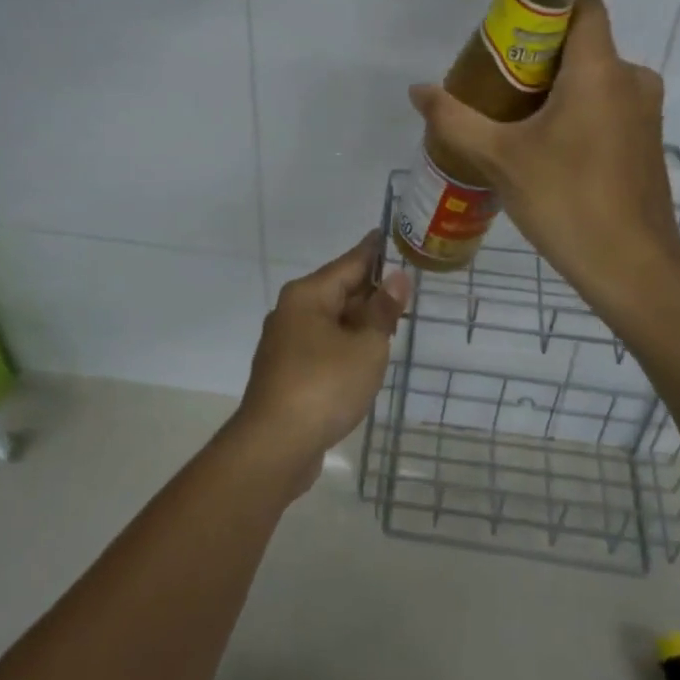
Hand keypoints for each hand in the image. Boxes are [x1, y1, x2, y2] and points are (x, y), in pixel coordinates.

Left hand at [229, 233, 410, 493]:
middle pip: (338, 290)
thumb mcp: (366, 346)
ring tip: (392, 321)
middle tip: (404, 287)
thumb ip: (383, 311)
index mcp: (308, 295)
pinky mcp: (286, 372)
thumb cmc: (324, 386)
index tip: (389, 233)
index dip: (373, 251)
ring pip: (331, 320)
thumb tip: (396, 278)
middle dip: (370, 290)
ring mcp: (286, 343)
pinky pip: (323, 345)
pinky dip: (346, 344)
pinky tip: (365, 356)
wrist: (275, 446)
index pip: (349, 262)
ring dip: (359, 321)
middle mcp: (292, 311)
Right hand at [407, 0, 679, 306]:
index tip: (508, 28)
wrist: (631, 266)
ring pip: (595, 78)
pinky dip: (578, 111)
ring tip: (512, 115)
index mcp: (600, 70)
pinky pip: (608, 105)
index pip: (583, 5)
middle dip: (538, 54)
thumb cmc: (566, 200)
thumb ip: (455, 120)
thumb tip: (418, 91)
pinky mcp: (646, 141)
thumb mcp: (500, 158)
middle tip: (494, 80)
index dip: (546, 5)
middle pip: (582, 43)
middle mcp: (632, 79)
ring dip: (557, 87)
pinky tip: (546, 145)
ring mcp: (645, 112)